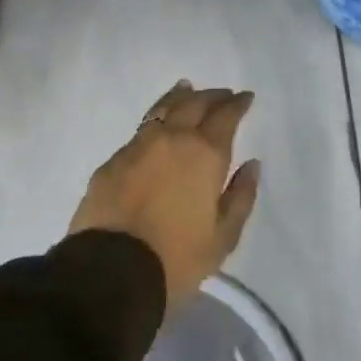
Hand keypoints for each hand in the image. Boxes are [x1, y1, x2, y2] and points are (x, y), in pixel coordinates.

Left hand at [69, 80, 260, 312]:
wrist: (110, 272)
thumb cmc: (177, 258)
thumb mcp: (223, 237)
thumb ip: (240, 196)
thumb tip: (251, 165)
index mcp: (204, 153)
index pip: (225, 116)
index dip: (237, 104)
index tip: (245, 97)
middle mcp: (172, 139)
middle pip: (194, 104)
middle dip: (212, 96)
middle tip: (223, 94)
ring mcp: (138, 146)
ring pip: (163, 109)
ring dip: (180, 97)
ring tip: (187, 89)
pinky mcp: (112, 161)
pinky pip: (140, 130)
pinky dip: (155, 120)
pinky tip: (156, 126)